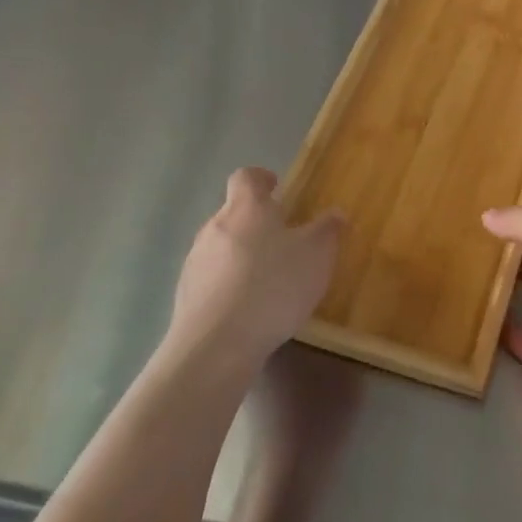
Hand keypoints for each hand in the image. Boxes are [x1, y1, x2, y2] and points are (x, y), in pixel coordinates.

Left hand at [167, 167, 342, 372]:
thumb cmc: (273, 286)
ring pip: (221, 247)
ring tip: (267, 280)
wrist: (217, 344)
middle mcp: (214, 226)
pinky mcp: (186, 294)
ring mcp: (195, 261)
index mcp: (246, 208)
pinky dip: (229, 285)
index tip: (275, 187)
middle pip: (233, 213)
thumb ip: (327, 230)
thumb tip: (334, 213)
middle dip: (255, 223)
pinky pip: (212, 279)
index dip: (261, 179)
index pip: (246, 177)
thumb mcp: (316, 256)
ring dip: (241, 255)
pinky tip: (248, 309)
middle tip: (282, 241)